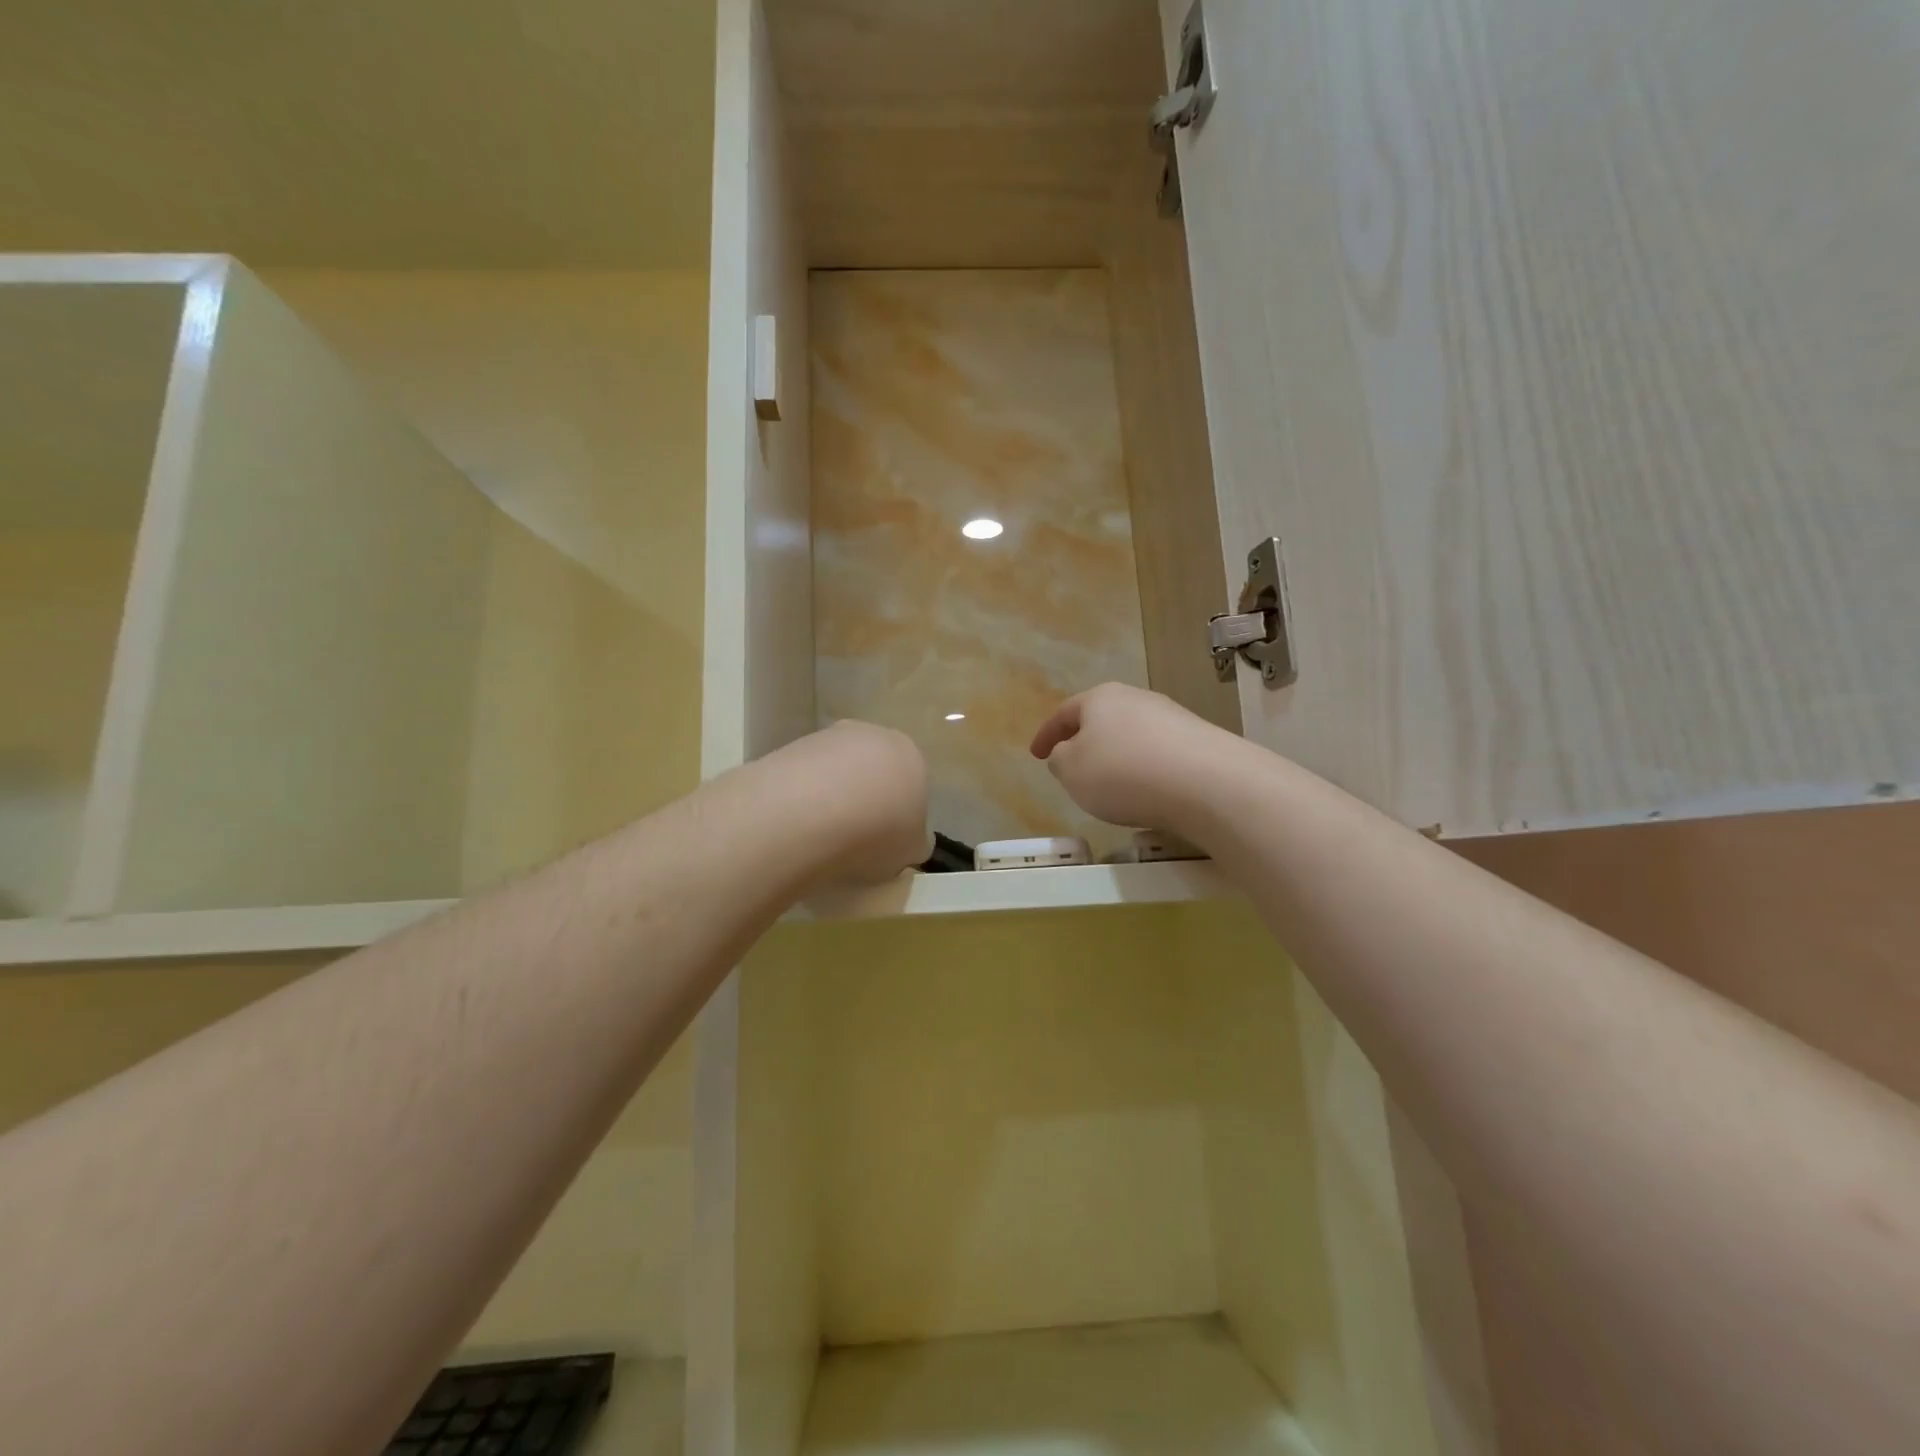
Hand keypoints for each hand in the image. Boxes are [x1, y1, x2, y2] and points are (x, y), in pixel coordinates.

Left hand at [771, 720, 930, 884]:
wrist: (810, 813)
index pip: (911, 783)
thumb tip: (913, 838)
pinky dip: (803, 797)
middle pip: (874, 770)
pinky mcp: (791, 746)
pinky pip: (805, 776)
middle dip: (867, 798)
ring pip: (837, 770)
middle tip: (856, 838)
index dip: (900, 815)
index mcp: (911, 755)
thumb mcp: (912, 850)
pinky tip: (797, 824)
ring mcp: (829, 737)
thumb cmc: (876, 831)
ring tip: (822, 835)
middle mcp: (873, 735)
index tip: (887, 841)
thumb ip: (915, 840)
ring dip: (833, 796)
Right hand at [1030, 683, 1231, 836]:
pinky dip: (1144, 769)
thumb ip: (1060, 760)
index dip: (1046, 735)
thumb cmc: (1123, 772)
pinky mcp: (1199, 741)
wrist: (1207, 783)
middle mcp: (1137, 698)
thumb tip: (1067, 753)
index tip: (1035, 755)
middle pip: (1102, 719)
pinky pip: (1159, 754)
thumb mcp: (1071, 771)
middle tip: (1074, 766)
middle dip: (1085, 741)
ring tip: (1111, 785)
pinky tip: (1147, 791)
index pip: (1064, 713)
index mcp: (1100, 698)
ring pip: (1132, 735)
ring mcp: (1172, 717)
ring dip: (1117, 756)